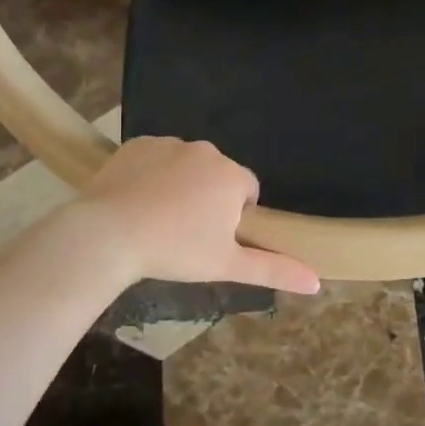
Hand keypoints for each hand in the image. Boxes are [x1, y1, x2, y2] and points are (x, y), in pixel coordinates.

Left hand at [75, 138, 320, 294]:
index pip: (247, 192)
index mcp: (232, 176)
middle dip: (208, 199)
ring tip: (157, 220)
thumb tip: (316, 281)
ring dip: (180, 186)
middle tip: (184, 234)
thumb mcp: (227, 265)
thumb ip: (274, 270)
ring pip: (185, 166)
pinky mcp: (137, 144)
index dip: (234, 218)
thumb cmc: (175, 250)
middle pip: (217, 177)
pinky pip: (155, 158)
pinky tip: (136, 201)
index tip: (212, 241)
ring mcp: (169, 143)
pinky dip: (151, 175)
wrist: (108, 233)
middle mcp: (206, 151)